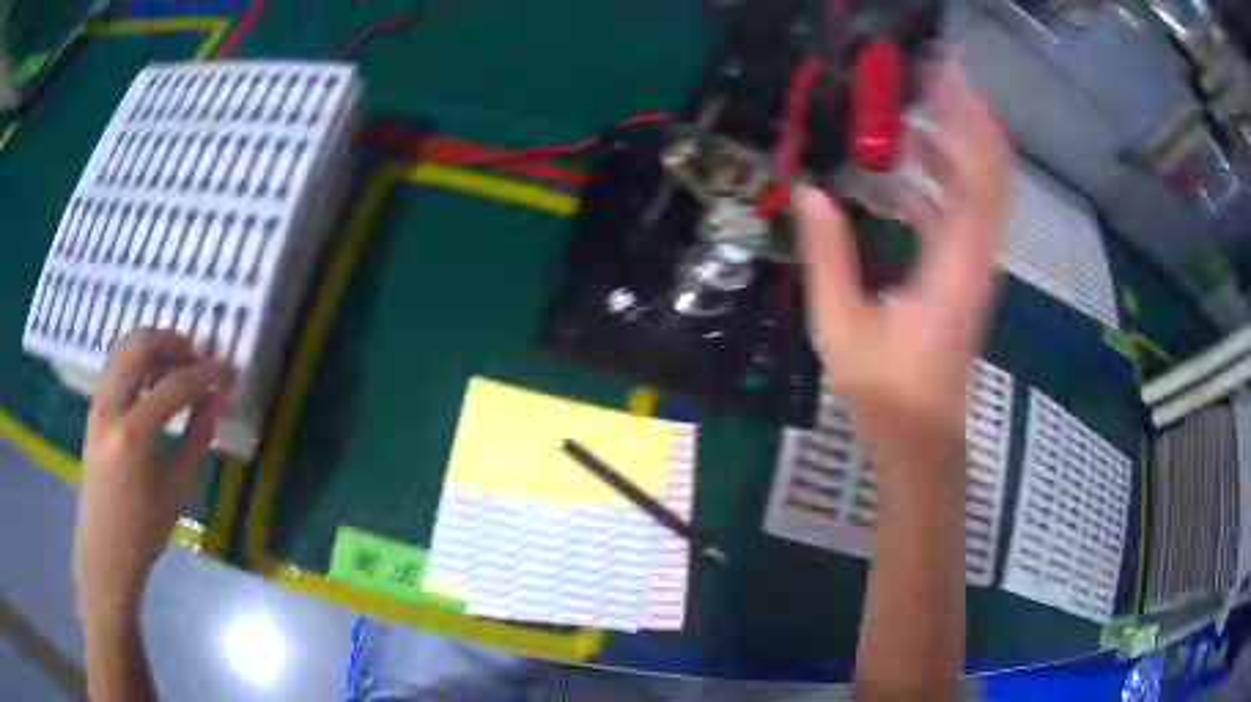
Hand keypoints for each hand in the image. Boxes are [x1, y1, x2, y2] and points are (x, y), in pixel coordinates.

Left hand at [75, 331, 233, 628]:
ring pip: (122, 349)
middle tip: (195, 356)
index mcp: (133, 436)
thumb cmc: (144, 531)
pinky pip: (113, 365)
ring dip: (151, 346)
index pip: (173, 388)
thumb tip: (215, 403)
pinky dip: (135, 359)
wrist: (105, 550)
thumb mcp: (177, 491)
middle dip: (171, 343)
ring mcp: (96, 405)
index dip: (205, 375)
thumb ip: (196, 441)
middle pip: (139, 348)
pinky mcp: (92, 409)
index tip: (229, 371)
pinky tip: (150, 377)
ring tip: (174, 362)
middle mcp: (110, 408)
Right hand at [797, 59, 1009, 487]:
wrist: (922, 438)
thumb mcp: (844, 326)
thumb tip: (809, 191)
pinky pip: (960, 213)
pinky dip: (938, 183)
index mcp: (955, 263)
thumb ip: (828, 255)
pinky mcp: (963, 275)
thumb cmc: (887, 391)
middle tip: (928, 77)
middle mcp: (976, 256)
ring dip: (951, 145)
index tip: (943, 77)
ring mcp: (974, 265)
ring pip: (978, 190)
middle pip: (989, 172)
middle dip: (965, 118)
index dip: (967, 121)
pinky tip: (898, 177)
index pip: (978, 175)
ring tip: (910, 112)